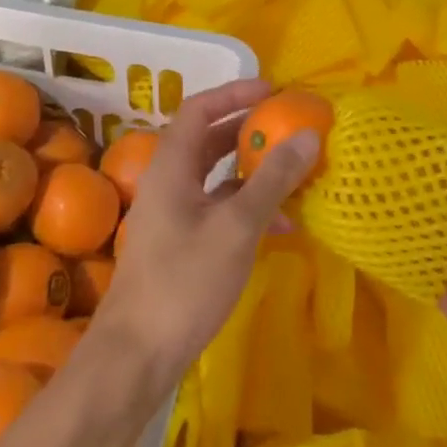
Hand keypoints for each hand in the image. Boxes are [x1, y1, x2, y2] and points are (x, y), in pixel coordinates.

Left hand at [95, 79, 318, 379]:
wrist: (137, 356)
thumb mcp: (237, 227)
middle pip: (208, 140)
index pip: (198, 110)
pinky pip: (218, 209)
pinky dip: (248, 206)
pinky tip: (282, 224)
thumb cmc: (185, 282)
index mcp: (171, 167)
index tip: (272, 90)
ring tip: (295, 170)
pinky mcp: (182, 244)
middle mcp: (169, 182)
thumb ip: (272, 180)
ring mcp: (174, 215)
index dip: (234, 93)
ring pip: (216, 177)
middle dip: (248, 130)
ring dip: (253, 171)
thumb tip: (308, 136)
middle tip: (288, 126)